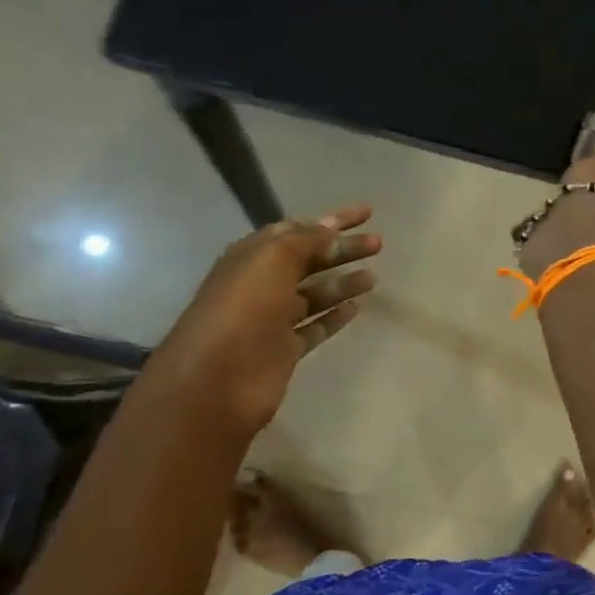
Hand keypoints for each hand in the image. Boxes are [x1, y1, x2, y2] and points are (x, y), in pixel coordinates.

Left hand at [144, 205, 380, 437]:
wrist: (216, 380)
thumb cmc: (243, 309)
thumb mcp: (273, 260)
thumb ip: (305, 240)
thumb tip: (330, 228)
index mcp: (253, 257)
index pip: (298, 229)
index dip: (333, 220)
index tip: (368, 214)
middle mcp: (262, 284)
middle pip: (309, 260)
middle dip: (343, 249)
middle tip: (378, 244)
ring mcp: (272, 319)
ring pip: (314, 294)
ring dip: (342, 283)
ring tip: (373, 277)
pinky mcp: (284, 350)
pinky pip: (314, 327)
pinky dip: (334, 317)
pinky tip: (356, 309)